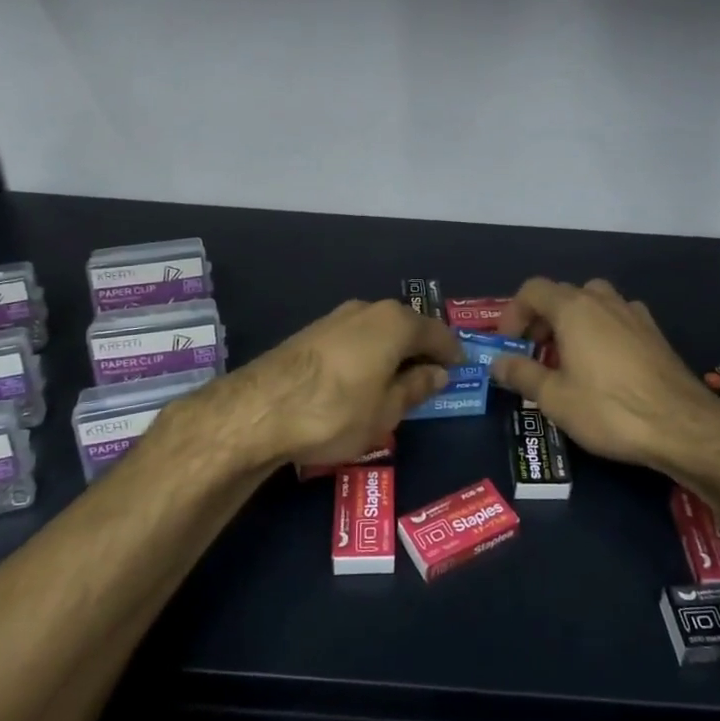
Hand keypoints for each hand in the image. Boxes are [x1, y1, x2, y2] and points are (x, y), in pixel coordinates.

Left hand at [193, 299, 464, 472]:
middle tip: (430, 378)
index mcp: (396, 323)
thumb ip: (416, 388)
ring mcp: (337, 317)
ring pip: (378, 331)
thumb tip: (437, 373)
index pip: (437, 333)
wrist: (259, 409)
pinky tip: (362, 379)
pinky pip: (355, 338)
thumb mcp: (386, 411)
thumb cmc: (336, 411)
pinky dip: (368, 354)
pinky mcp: (312, 331)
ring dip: (392, 352)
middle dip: (421, 350)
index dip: (452, 353)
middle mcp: (368, 309)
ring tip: (396, 382)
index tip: (460, 371)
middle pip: (406, 326)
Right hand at [491, 277, 719, 472]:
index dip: (513, 313)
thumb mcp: (554, 398)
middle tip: (534, 354)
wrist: (681, 425)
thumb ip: (521, 374)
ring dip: (573, 322)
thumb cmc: (609, 409)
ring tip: (568, 358)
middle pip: (562, 294)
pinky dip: (601, 331)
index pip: (532, 290)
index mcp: (574, 308)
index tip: (509, 344)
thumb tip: (497, 362)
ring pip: (593, 303)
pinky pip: (617, 319)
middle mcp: (603, 301)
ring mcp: (633, 313)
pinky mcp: (654, 332)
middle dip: (541, 320)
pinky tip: (604, 365)